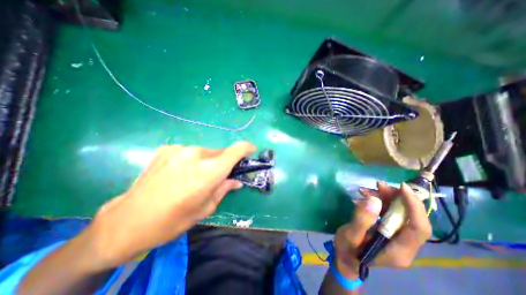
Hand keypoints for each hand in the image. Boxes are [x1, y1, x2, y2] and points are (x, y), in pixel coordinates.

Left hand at [85, 142, 255, 270]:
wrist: (127, 221)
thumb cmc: (172, 220)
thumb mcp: (205, 208)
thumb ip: (224, 188)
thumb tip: (236, 181)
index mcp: (208, 171)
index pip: (236, 151)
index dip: (246, 148)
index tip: (251, 150)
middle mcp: (196, 154)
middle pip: (220, 152)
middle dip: (225, 162)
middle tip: (218, 175)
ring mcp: (179, 149)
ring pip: (205, 152)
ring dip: (208, 162)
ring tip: (195, 177)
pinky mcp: (167, 149)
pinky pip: (189, 152)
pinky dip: (192, 160)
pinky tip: (179, 173)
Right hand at [332, 182, 430, 278]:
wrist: (346, 257)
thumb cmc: (348, 249)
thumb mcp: (350, 235)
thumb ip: (362, 220)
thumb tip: (374, 200)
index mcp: (399, 251)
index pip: (419, 228)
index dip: (414, 207)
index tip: (401, 187)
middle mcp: (404, 245)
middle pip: (410, 218)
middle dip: (396, 198)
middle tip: (378, 185)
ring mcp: (398, 238)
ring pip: (400, 213)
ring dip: (386, 198)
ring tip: (367, 189)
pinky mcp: (389, 231)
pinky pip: (390, 212)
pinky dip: (380, 201)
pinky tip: (366, 195)